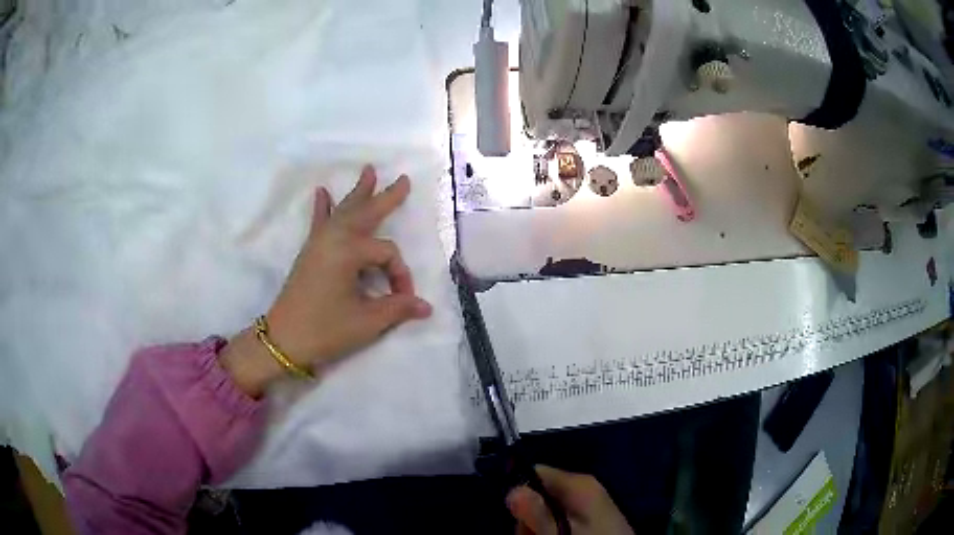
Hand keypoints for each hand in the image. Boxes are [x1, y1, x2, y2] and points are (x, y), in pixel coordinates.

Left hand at [220, 165, 432, 396]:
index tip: (402, 299)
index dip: (400, 276)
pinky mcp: (310, 251)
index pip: (388, 254)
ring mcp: (319, 242)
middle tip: (403, 180)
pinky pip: (319, 222)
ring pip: (344, 211)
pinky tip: (321, 192)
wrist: (284, 339)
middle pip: (366, 213)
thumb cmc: (325, 329)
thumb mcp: (367, 322)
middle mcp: (334, 238)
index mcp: (349, 251)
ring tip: (368, 171)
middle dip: (386, 197)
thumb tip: (426, 307)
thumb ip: (398, 308)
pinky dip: (323, 207)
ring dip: (358, 193)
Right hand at [507, 466, 633, 534]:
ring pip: (549, 506)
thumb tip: (512, 490)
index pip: (536, 471)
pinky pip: (563, 514)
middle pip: (541, 491)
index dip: (521, 491)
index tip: (518, 514)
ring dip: (540, 522)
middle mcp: (585, 485)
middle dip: (531, 513)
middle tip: (532, 533)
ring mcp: (590, 499)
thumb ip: (538, 513)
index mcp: (580, 482)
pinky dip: (556, 525)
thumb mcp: (561, 531)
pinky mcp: (593, 513)